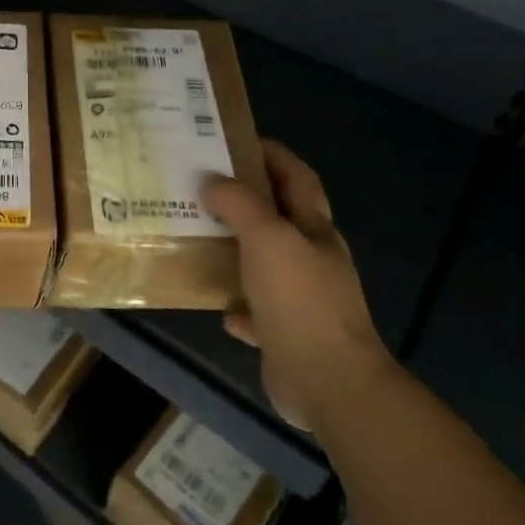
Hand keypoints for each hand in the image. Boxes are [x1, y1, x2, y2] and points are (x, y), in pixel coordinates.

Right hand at [201, 140, 394, 432]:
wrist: (329, 383)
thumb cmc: (300, 300)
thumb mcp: (267, 238)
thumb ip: (239, 203)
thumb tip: (211, 181)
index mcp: (313, 229)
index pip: (295, 176)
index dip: (270, 153)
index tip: (232, 140)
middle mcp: (310, 258)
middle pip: (277, 217)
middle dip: (243, 199)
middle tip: (199, 185)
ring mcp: (300, 298)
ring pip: (262, 262)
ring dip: (234, 249)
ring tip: (195, 236)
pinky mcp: (285, 333)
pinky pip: (254, 309)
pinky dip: (236, 303)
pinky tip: (216, 303)